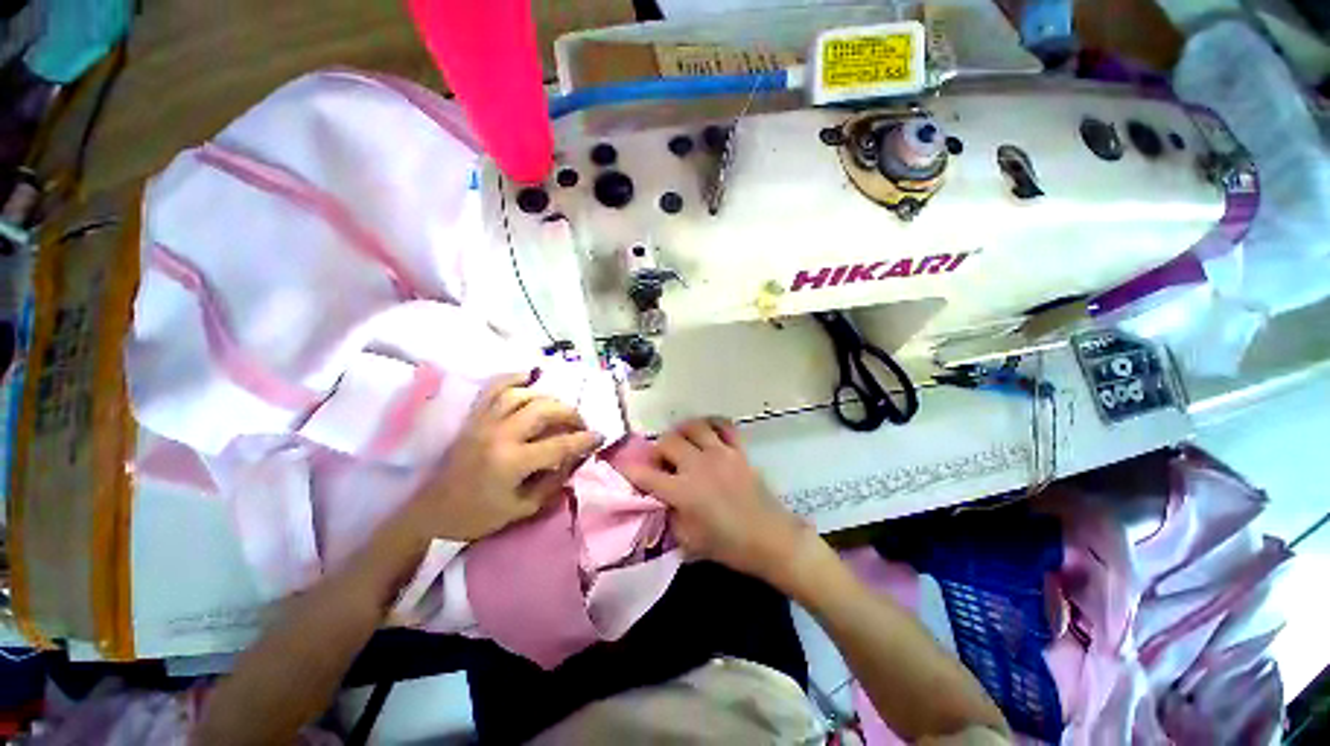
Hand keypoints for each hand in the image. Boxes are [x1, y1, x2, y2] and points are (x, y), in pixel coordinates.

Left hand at [408, 373, 603, 540]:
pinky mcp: (473, 417)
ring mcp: (484, 421)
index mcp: (512, 462)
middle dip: (570, 414)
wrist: (431, 513)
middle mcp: (500, 434)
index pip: (560, 444)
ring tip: (558, 408)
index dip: (585, 440)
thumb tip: (574, 460)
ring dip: (548, 398)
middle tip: (580, 424)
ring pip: (524, 395)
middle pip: (545, 410)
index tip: (600, 437)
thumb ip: (552, 483)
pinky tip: (529, 378)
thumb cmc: (477, 516)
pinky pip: (494, 388)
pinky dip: (514, 378)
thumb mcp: (522, 509)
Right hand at [620, 418, 813, 581]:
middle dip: (657, 450)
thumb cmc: (729, 546)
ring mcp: (720, 453)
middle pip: (667, 442)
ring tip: (682, 444)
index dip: (630, 470)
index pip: (647, 474)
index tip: (623, 467)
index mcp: (683, 491)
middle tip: (661, 463)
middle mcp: (698, 465)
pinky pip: (724, 426)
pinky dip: (712, 424)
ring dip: (681, 432)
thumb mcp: (689, 541)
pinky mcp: (738, 450)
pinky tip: (707, 433)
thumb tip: (660, 499)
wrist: (771, 539)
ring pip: (692, 426)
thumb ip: (669, 516)